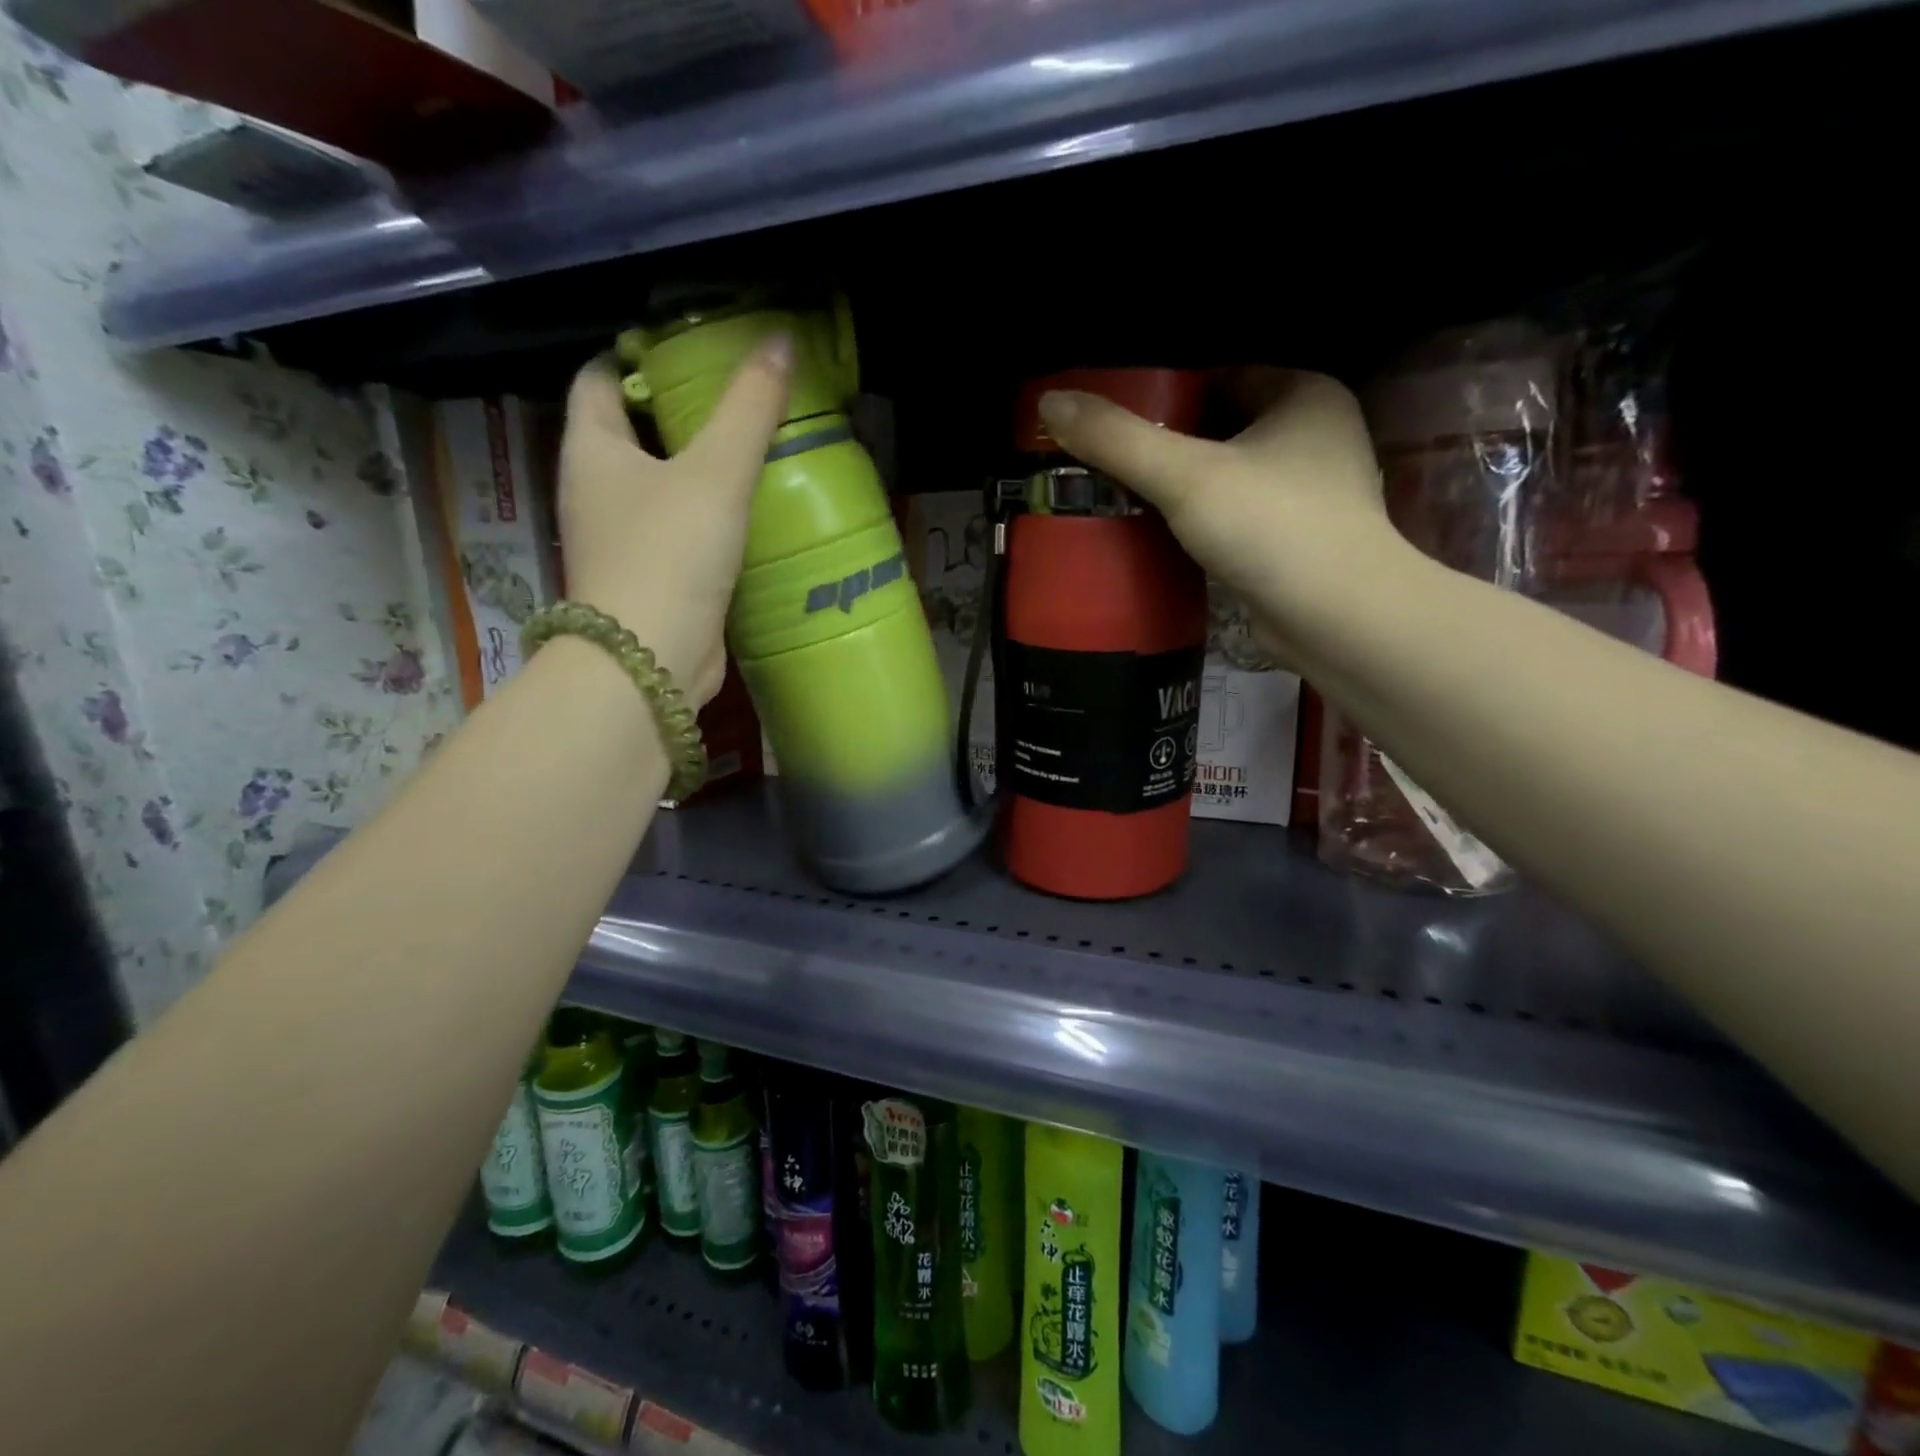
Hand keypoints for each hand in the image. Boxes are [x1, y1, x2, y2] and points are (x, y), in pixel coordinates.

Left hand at [557, 337, 790, 704]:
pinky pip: (677, 530)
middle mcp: (595, 490)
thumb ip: (749, 408)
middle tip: (738, 400)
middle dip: (678, 414)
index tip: (691, 353)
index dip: (637, 357)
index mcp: (592, 449)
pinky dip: (707, 516)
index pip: (599, 379)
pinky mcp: (650, 579)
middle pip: (632, 433)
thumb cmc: (671, 553)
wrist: (652, 658)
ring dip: (697, 470)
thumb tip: (779, 339)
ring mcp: (620, 539)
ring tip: (753, 452)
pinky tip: (748, 514)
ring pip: (658, 486)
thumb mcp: (716, 472)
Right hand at [1038, 369, 1400, 663]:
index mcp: (1304, 394)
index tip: (1115, 420)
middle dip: (1168, 446)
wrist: (1335, 618)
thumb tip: (1051, 402)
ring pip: (1229, 476)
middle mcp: (1316, 436)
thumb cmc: (1270, 526)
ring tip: (1123, 497)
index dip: (1165, 395)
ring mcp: (1311, 493)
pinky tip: (1161, 536)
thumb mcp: (1184, 475)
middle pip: (1222, 428)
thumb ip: (1116, 439)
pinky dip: (1201, 523)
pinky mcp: (1297, 543)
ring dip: (1183, 489)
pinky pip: (1236, 518)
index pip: (1220, 377)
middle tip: (1109, 462)